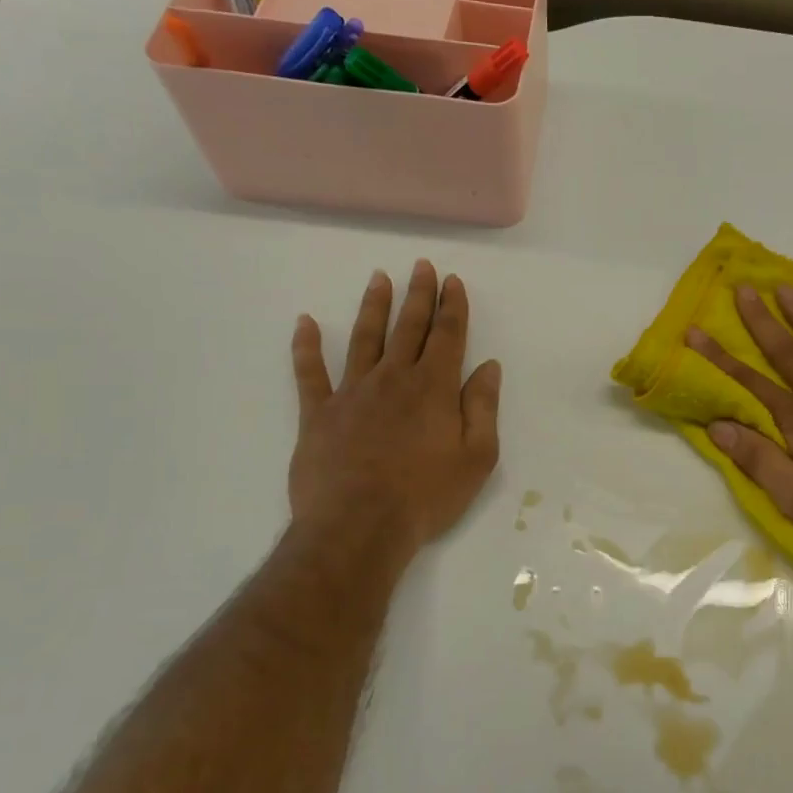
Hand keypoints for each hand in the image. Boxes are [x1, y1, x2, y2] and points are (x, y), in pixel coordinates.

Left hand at [287, 261, 500, 566]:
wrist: (359, 526)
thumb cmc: (427, 495)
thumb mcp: (477, 457)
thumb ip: (483, 408)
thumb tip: (488, 367)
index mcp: (434, 388)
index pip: (447, 336)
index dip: (452, 306)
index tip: (453, 281)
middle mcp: (393, 379)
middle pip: (408, 327)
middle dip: (418, 295)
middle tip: (421, 266)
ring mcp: (352, 392)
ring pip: (364, 338)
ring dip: (373, 307)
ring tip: (378, 279)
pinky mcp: (318, 413)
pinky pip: (310, 372)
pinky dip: (306, 346)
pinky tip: (305, 323)